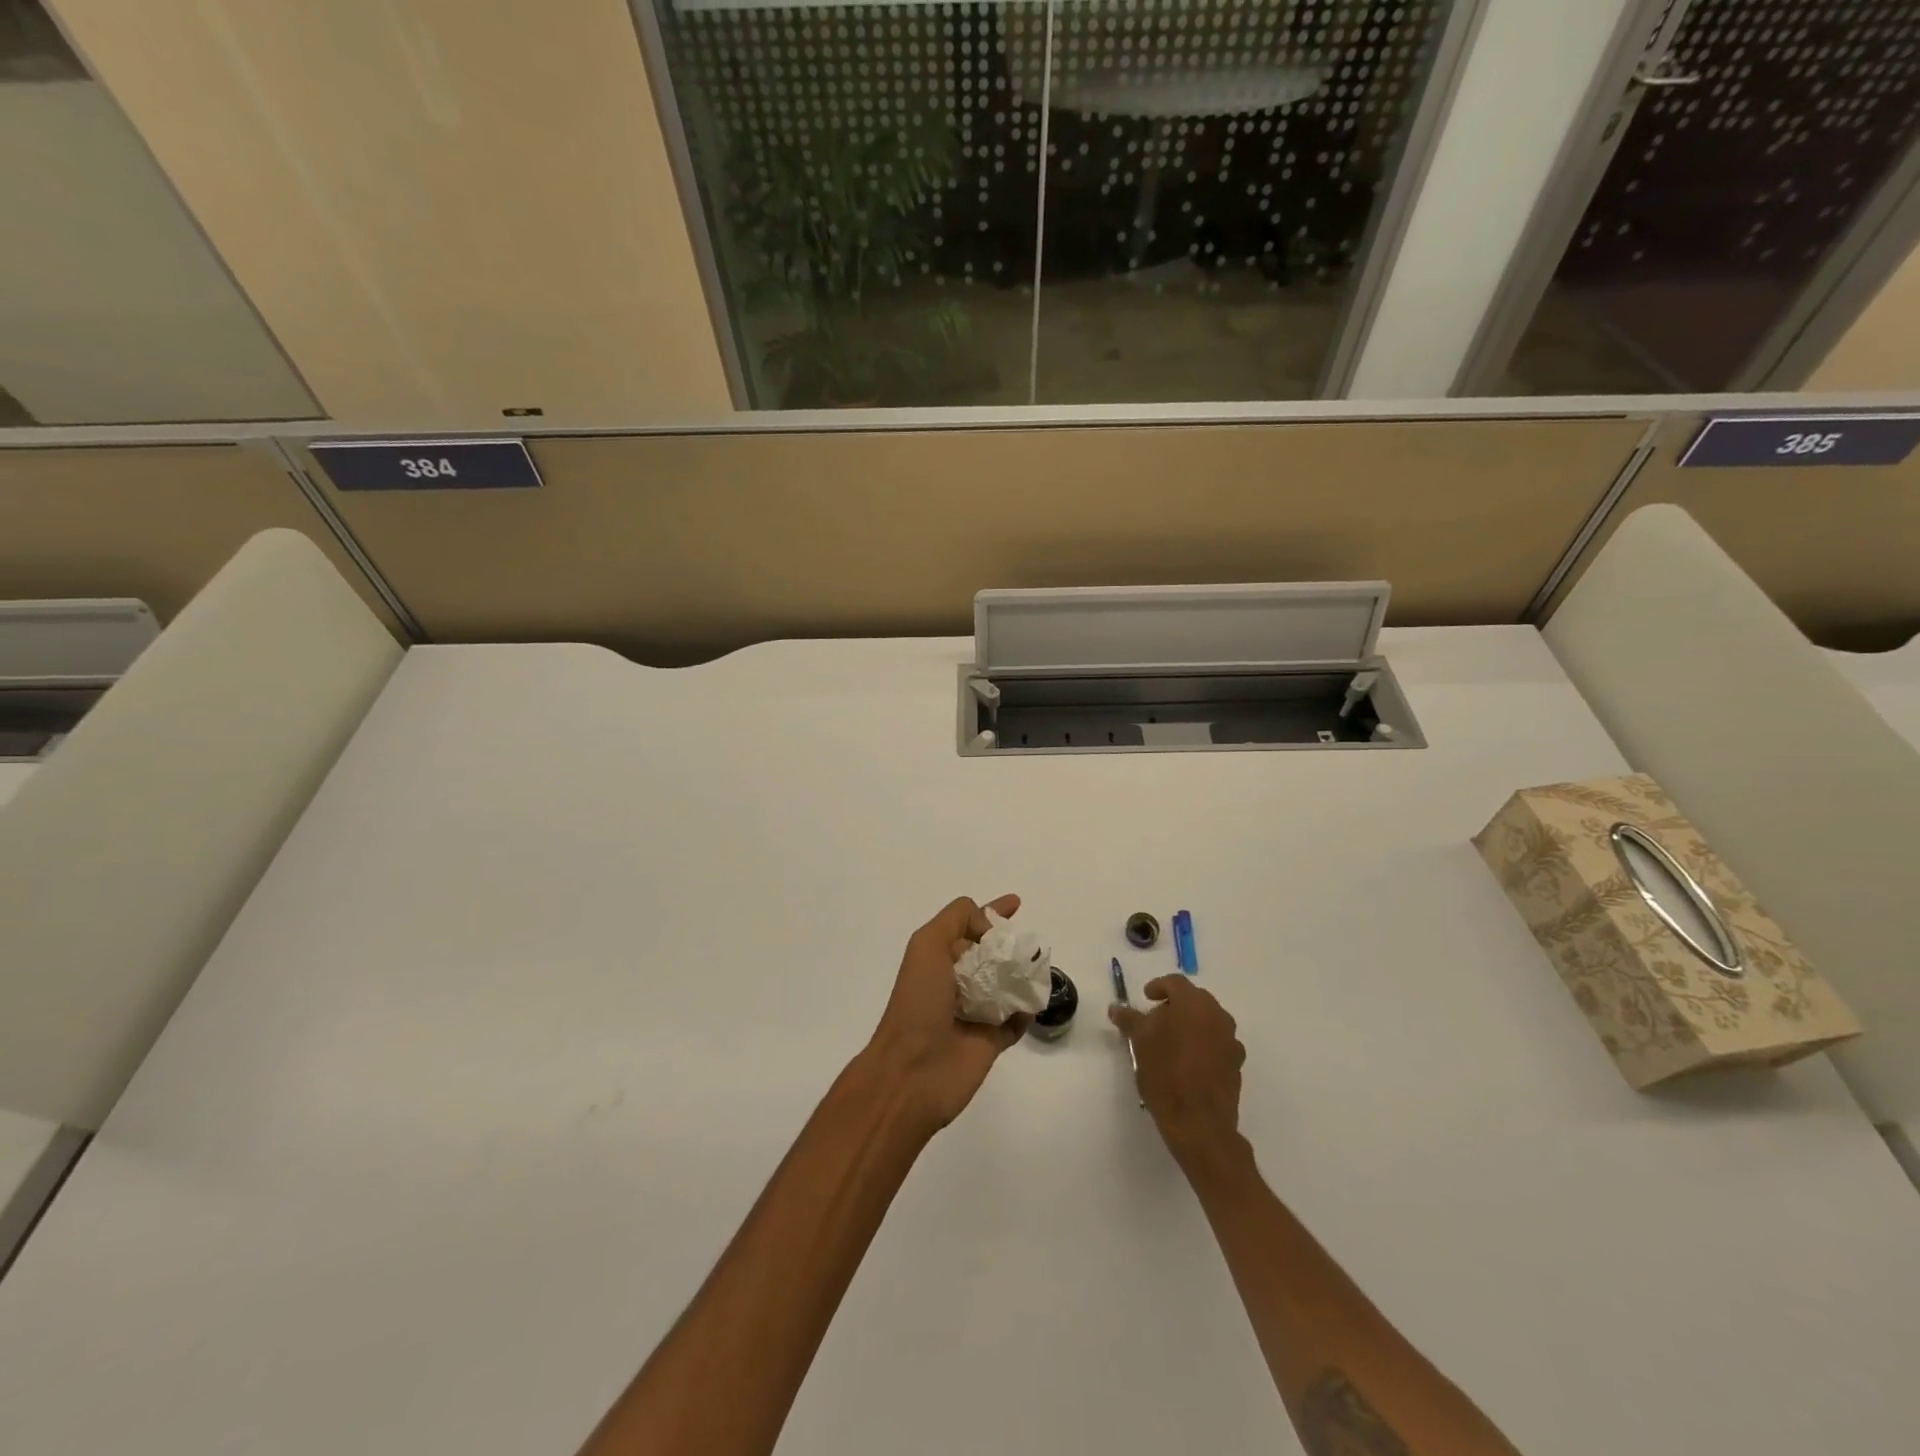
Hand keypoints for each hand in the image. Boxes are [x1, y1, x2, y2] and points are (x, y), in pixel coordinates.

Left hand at [867, 895, 1027, 1131]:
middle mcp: (956, 981)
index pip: (968, 925)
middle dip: (1010, 945)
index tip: (1016, 903)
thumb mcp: (927, 945)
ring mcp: (974, 1013)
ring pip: (1007, 985)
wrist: (912, 1072)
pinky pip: (1017, 1020)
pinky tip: (1037, 999)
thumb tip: (989, 931)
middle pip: (990, 954)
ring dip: (1023, 974)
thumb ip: (956, 920)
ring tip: (1040, 966)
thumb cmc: (918, 1002)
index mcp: (937, 958)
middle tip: (1031, 944)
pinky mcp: (991, 1042)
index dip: (991, 912)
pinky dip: (1028, 1009)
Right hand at [1109, 976, 1245, 1164]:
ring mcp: (1231, 1040)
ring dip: (1190, 1024)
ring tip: (1171, 1042)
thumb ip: (1129, 1019)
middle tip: (1155, 1020)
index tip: (1146, 998)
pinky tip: (1188, 1062)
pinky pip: (1217, 1043)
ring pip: (1207, 1021)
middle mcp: (1218, 1016)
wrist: (1200, 1123)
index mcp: (1194, 1004)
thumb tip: (1116, 1007)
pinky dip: (1202, 1044)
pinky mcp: (1236, 1064)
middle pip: (1194, 999)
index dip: (1158, 986)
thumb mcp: (1140, 1043)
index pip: (1175, 983)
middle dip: (1175, 1005)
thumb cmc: (1166, 1074)